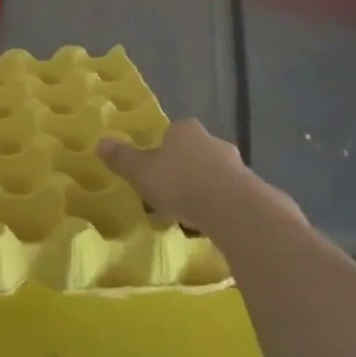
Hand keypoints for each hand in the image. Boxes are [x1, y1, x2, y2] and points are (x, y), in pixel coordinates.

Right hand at [98, 119, 305, 237]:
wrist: (236, 211)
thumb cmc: (181, 184)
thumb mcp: (141, 173)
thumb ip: (122, 159)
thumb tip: (100, 142)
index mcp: (186, 131)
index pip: (172, 133)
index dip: (162, 150)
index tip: (155, 170)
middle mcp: (214, 142)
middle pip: (195, 152)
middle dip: (185, 169)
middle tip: (171, 192)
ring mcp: (238, 166)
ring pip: (215, 175)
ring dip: (204, 189)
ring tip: (190, 214)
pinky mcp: (255, 191)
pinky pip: (231, 197)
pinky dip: (221, 207)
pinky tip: (212, 225)